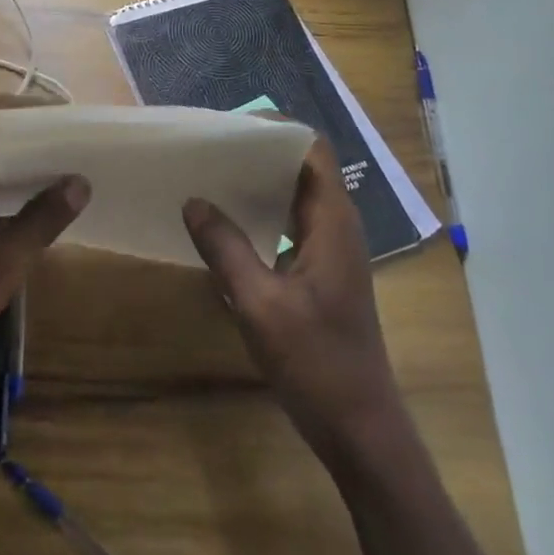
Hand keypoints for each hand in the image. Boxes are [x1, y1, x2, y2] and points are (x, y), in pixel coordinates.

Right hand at [182, 137, 399, 461]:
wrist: (360, 427)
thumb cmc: (316, 362)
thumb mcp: (259, 304)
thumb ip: (225, 248)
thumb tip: (193, 201)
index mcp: (333, 222)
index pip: (311, 149)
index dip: (275, 129)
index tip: (228, 126)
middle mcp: (337, 226)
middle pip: (301, 167)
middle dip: (257, 152)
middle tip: (208, 148)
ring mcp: (331, 250)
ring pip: (295, 196)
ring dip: (258, 182)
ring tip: (209, 176)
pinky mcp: (321, 272)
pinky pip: (290, 224)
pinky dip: (261, 213)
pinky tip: (225, 224)